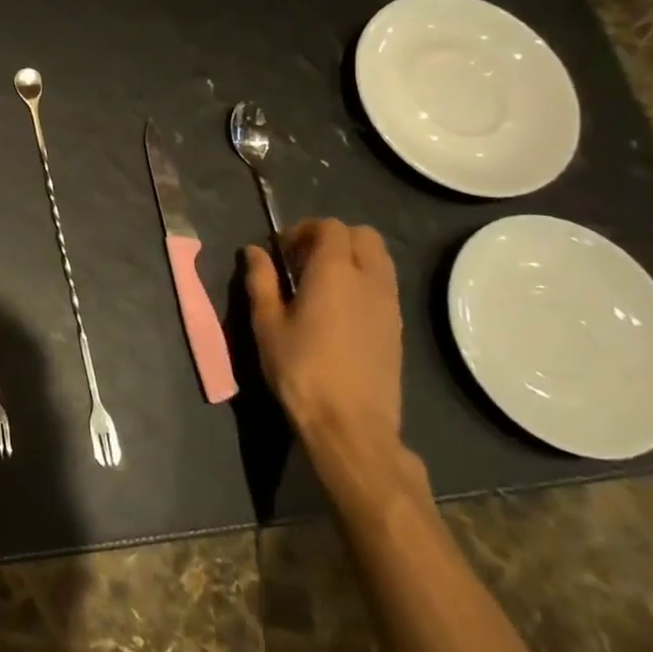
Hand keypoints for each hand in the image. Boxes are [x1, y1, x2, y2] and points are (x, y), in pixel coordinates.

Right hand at [246, 219, 404, 462]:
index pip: (330, 226)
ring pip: (379, 259)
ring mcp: (389, 304)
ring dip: (352, 258)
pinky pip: (384, 285)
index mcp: (334, 271)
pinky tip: (340, 310)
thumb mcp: (267, 324)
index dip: (303, 230)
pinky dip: (364, 281)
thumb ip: (261, 280)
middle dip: (332, 238)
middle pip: (362, 235)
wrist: (350, 425)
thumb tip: (254, 250)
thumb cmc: (300, 369)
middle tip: (303, 261)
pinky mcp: (397, 328)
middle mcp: (369, 279)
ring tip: (322, 284)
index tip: (282, 251)